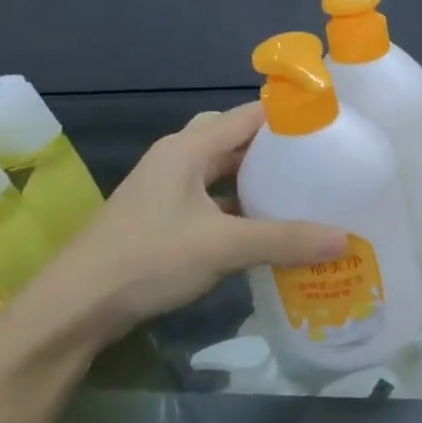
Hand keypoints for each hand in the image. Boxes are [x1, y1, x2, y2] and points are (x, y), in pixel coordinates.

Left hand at [34, 103, 345, 344]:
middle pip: (234, 138)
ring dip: (254, 176)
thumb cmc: (148, 259)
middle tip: (318, 158)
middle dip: (275, 146)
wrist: (75, 307)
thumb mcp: (223, 246)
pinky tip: (263, 224)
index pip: (249, 115)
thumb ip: (285, 240)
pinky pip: (210, 197)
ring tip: (299, 187)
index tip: (330, 125)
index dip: (288, 116)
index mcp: (188, 148)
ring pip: (221, 169)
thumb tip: (345, 239)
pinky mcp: (161, 217)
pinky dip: (237, 204)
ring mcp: (166, 188)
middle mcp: (177, 158)